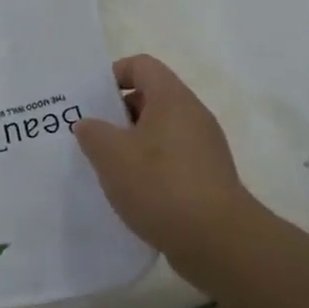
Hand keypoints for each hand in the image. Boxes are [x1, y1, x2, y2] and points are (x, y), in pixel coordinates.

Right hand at [73, 54, 255, 268]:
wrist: (218, 242)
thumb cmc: (160, 185)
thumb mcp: (111, 155)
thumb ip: (92, 133)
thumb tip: (89, 126)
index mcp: (172, 99)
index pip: (142, 65)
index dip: (113, 75)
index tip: (91, 101)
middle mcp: (193, 116)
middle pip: (150, 98)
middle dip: (117, 114)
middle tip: (90, 136)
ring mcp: (204, 148)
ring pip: (159, 132)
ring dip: (131, 144)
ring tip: (106, 168)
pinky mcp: (208, 178)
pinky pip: (171, 160)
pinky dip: (149, 168)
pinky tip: (131, 193)